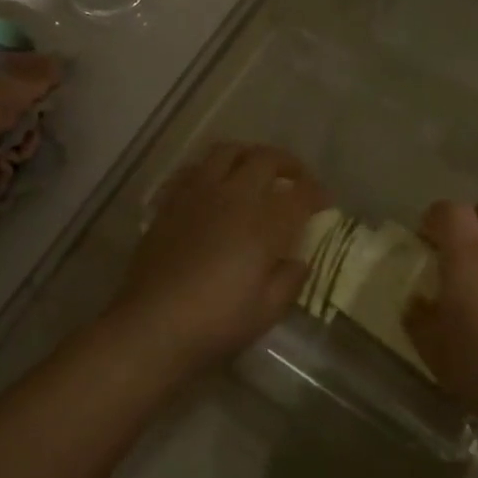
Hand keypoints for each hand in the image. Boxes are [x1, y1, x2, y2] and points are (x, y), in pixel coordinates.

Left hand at [114, 142, 325, 370]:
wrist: (152, 325)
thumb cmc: (216, 322)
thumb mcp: (267, 310)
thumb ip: (289, 279)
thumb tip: (297, 260)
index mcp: (263, 223)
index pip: (299, 194)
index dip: (316, 193)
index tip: (324, 202)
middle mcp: (233, 196)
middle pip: (265, 159)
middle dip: (288, 164)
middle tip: (296, 178)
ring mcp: (197, 195)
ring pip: (227, 152)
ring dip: (248, 155)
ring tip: (255, 170)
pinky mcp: (170, 203)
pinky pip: (193, 169)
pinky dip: (211, 169)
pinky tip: (213, 185)